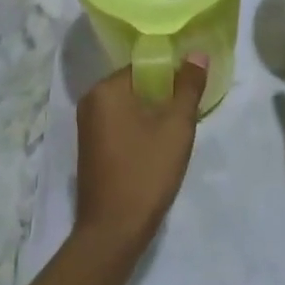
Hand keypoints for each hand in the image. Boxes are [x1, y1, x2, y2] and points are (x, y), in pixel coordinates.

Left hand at [74, 56, 206, 249]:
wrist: (114, 231)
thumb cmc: (146, 172)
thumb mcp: (176, 127)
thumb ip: (188, 87)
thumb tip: (197, 53)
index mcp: (105, 90)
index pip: (144, 66)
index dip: (172, 74)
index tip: (192, 90)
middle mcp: (90, 102)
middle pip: (137, 85)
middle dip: (164, 96)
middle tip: (188, 113)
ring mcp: (87, 127)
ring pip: (130, 107)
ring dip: (154, 114)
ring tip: (177, 131)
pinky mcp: (91, 148)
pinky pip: (121, 124)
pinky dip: (140, 129)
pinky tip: (159, 147)